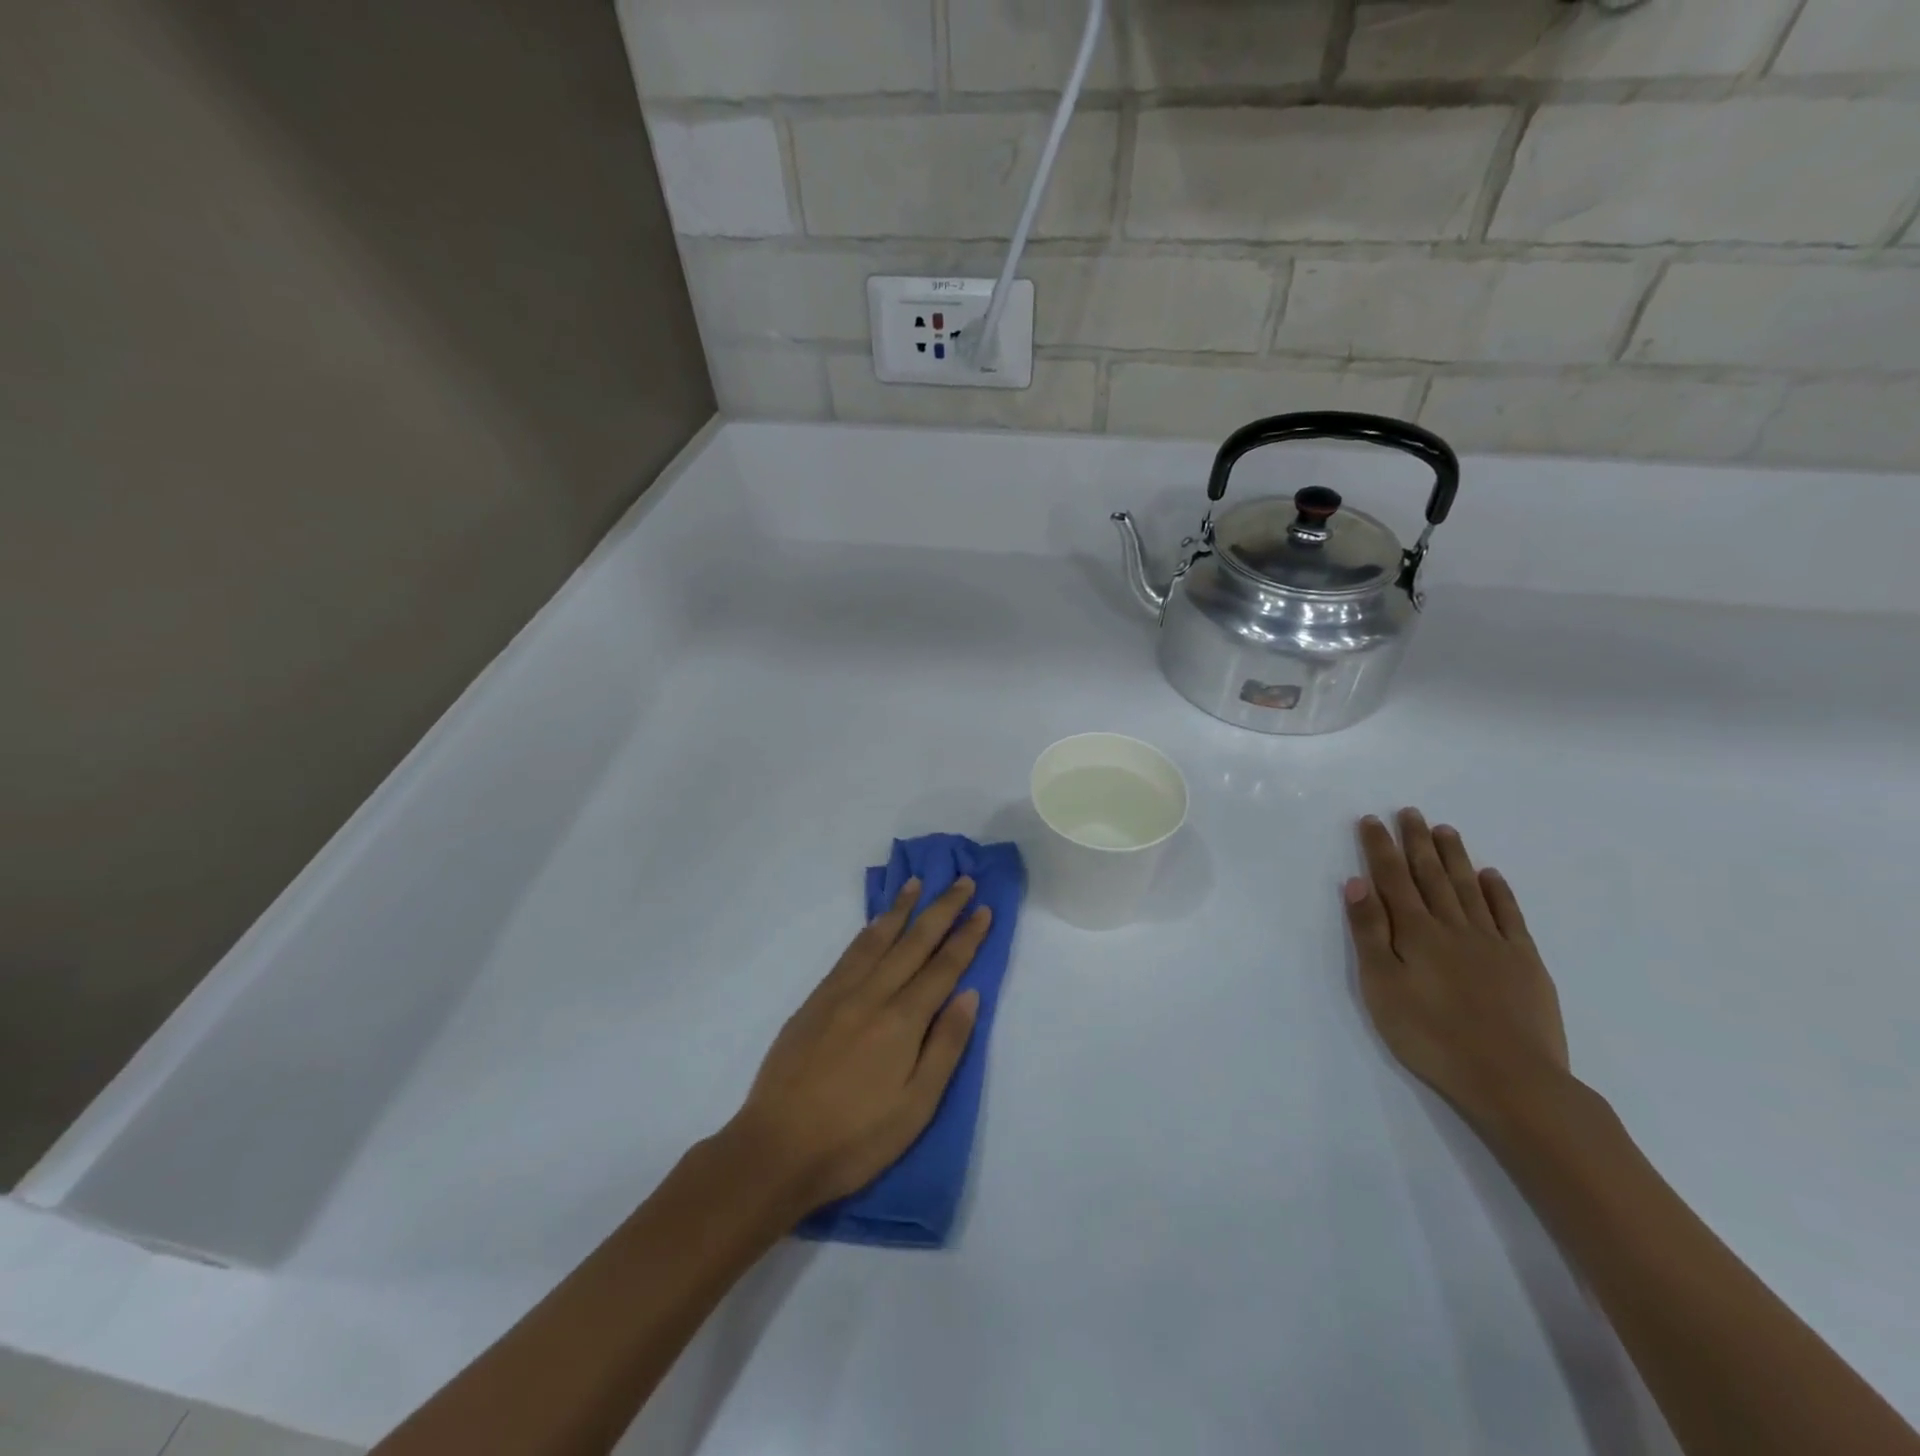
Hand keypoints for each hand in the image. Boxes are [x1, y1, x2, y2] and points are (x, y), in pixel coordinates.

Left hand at [725, 877, 990, 1216]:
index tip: (983, 908)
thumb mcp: (916, 1107)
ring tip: (917, 883)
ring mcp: (839, 994)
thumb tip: (969, 994)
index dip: (966, 936)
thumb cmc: (855, 1139)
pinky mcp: (814, 1001)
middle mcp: (873, 995)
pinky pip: (849, 954)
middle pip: (914, 942)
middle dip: (942, 909)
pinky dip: (867, 931)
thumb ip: (945, 1047)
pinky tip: (875, 924)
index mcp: (902, 1021)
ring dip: (901, 909)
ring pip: (877, 939)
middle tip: (962, 881)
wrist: (775, 1148)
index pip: (943, 967)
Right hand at [1343, 810, 1570, 1131]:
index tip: (1372, 820)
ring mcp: (1493, 942)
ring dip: (1454, 857)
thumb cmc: (1430, 1035)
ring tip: (1444, 830)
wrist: (1512, 1079)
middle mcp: (1453, 926)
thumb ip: (1369, 932)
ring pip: (1469, 887)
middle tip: (1410, 812)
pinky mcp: (1525, 962)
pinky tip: (1491, 876)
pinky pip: (1509, 915)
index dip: (1380, 847)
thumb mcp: (1381, 985)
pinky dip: (1498, 892)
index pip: (1392, 878)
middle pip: (1431, 875)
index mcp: (1414, 932)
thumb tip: (1357, 882)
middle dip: (1417, 841)